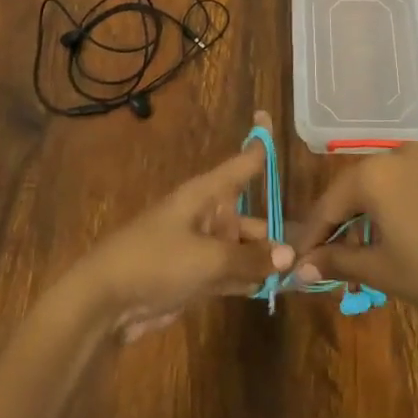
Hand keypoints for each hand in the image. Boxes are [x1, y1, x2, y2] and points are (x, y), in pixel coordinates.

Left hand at [69, 111, 292, 340]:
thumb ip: (249, 259)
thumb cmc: (156, 262)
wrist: (106, 302)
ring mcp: (200, 247)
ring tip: (300, 275)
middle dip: (276, 232)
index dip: (257, 143)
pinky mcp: (194, 276)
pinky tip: (272, 290)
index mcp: (205, 195)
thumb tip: (289, 256)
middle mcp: (206, 215)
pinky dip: (248, 279)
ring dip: (264, 261)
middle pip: (250, 216)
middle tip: (311, 251)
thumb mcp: (207, 259)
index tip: (266, 115)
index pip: (241, 164)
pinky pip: (230, 272)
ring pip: (242, 248)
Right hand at [289, 142, 417, 331]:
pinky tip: (393, 237)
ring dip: (366, 216)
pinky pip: (409, 186)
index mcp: (376, 172)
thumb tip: (298, 269)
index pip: (330, 202)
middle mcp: (399, 154)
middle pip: (356, 189)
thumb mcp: (379, 269)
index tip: (297, 259)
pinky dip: (394, 208)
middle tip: (324, 257)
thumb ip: (336, 261)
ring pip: (383, 186)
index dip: (312, 234)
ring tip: (358, 253)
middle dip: (339, 223)